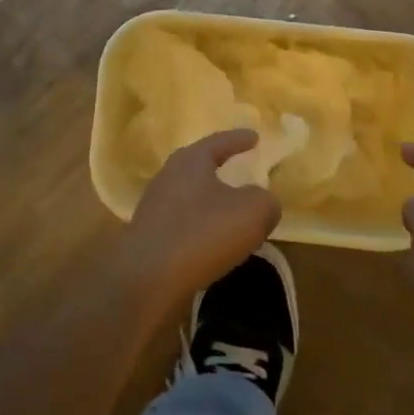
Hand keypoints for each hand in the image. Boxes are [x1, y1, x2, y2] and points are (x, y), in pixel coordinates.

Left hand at [121, 130, 281, 305]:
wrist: (148, 277)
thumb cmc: (203, 232)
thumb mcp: (252, 212)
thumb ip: (265, 201)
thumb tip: (263, 202)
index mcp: (190, 161)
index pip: (219, 142)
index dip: (239, 139)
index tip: (255, 136)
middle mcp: (168, 177)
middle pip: (198, 166)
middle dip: (219, 167)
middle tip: (239, 169)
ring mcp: (154, 207)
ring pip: (190, 196)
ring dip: (210, 201)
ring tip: (231, 212)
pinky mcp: (150, 236)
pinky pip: (183, 223)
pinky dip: (201, 227)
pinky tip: (213, 242)